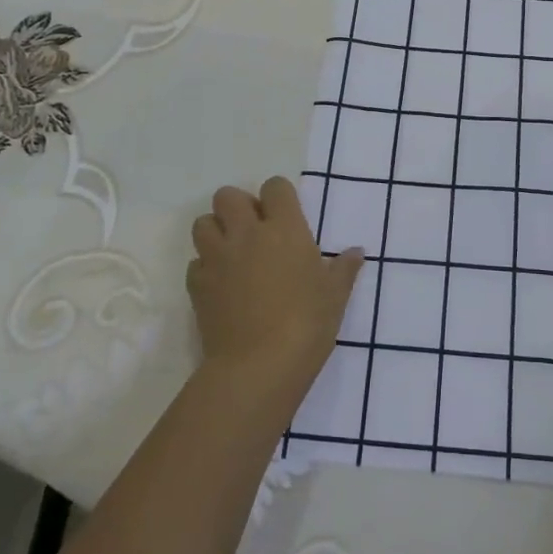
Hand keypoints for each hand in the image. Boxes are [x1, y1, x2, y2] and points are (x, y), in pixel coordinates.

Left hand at [188, 177, 363, 394]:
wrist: (259, 367)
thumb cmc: (307, 324)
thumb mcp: (335, 296)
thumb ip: (344, 269)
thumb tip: (357, 252)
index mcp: (285, 228)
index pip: (275, 187)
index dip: (279, 196)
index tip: (286, 215)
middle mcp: (247, 234)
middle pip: (228, 196)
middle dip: (239, 207)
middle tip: (254, 231)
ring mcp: (217, 258)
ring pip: (202, 223)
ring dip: (216, 231)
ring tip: (232, 252)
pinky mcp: (197, 286)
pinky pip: (195, 263)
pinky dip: (205, 267)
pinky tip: (221, 285)